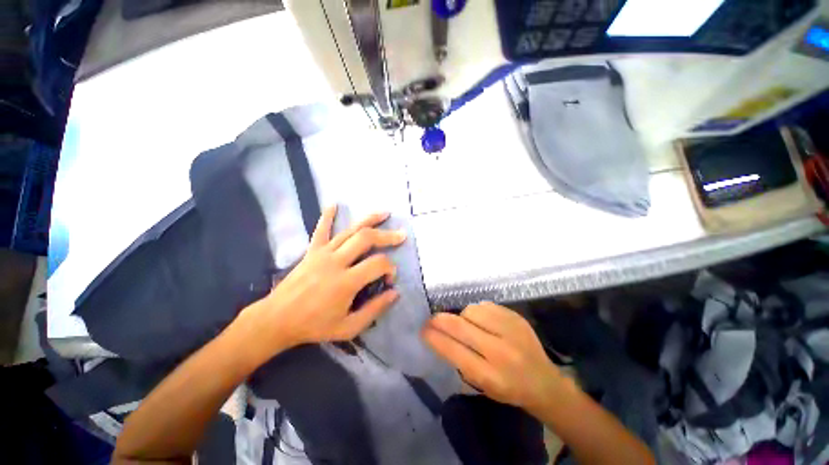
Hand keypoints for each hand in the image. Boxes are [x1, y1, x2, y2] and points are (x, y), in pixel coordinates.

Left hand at [245, 205, 405, 353]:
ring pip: (349, 231)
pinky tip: (334, 204)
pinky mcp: (311, 251)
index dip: (390, 268)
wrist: (277, 320)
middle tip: (402, 235)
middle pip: (366, 239)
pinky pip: (321, 230)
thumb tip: (395, 293)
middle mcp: (336, 262)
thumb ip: (374, 310)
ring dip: (369, 220)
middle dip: (387, 236)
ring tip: (385, 213)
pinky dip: (327, 216)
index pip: (378, 264)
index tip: (390, 279)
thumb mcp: (348, 328)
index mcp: (346, 282)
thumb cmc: (314, 326)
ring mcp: (322, 253)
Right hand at [422, 303, 562, 411]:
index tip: (423, 330)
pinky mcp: (516, 317)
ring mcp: (511, 331)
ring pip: (471, 311)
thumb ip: (460, 359)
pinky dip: (477, 312)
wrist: (544, 382)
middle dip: (440, 320)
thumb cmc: (508, 388)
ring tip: (466, 324)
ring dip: (462, 316)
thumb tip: (438, 334)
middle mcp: (501, 352)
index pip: (454, 351)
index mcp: (490, 376)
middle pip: (460, 326)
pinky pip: (485, 305)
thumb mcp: (481, 385)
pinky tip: (482, 321)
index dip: (434, 338)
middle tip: (431, 319)